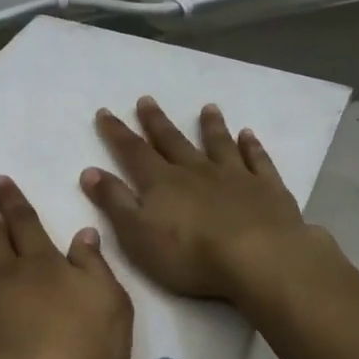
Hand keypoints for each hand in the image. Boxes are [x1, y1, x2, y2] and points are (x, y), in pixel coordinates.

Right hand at [82, 98, 315, 301]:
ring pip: (218, 144)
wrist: (258, 258)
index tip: (105, 112)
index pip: (134, 152)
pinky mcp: (267, 188)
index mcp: (162, 183)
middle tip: (146, 100)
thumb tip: (90, 171)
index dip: (117, 133)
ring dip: (211, 126)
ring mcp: (235, 176)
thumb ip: (115, 201)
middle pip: (173, 141)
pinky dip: (252, 146)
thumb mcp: (137, 234)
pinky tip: (249, 135)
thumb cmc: (190, 255)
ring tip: (207, 108)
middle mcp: (196, 171)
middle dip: (157, 122)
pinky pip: (258, 160)